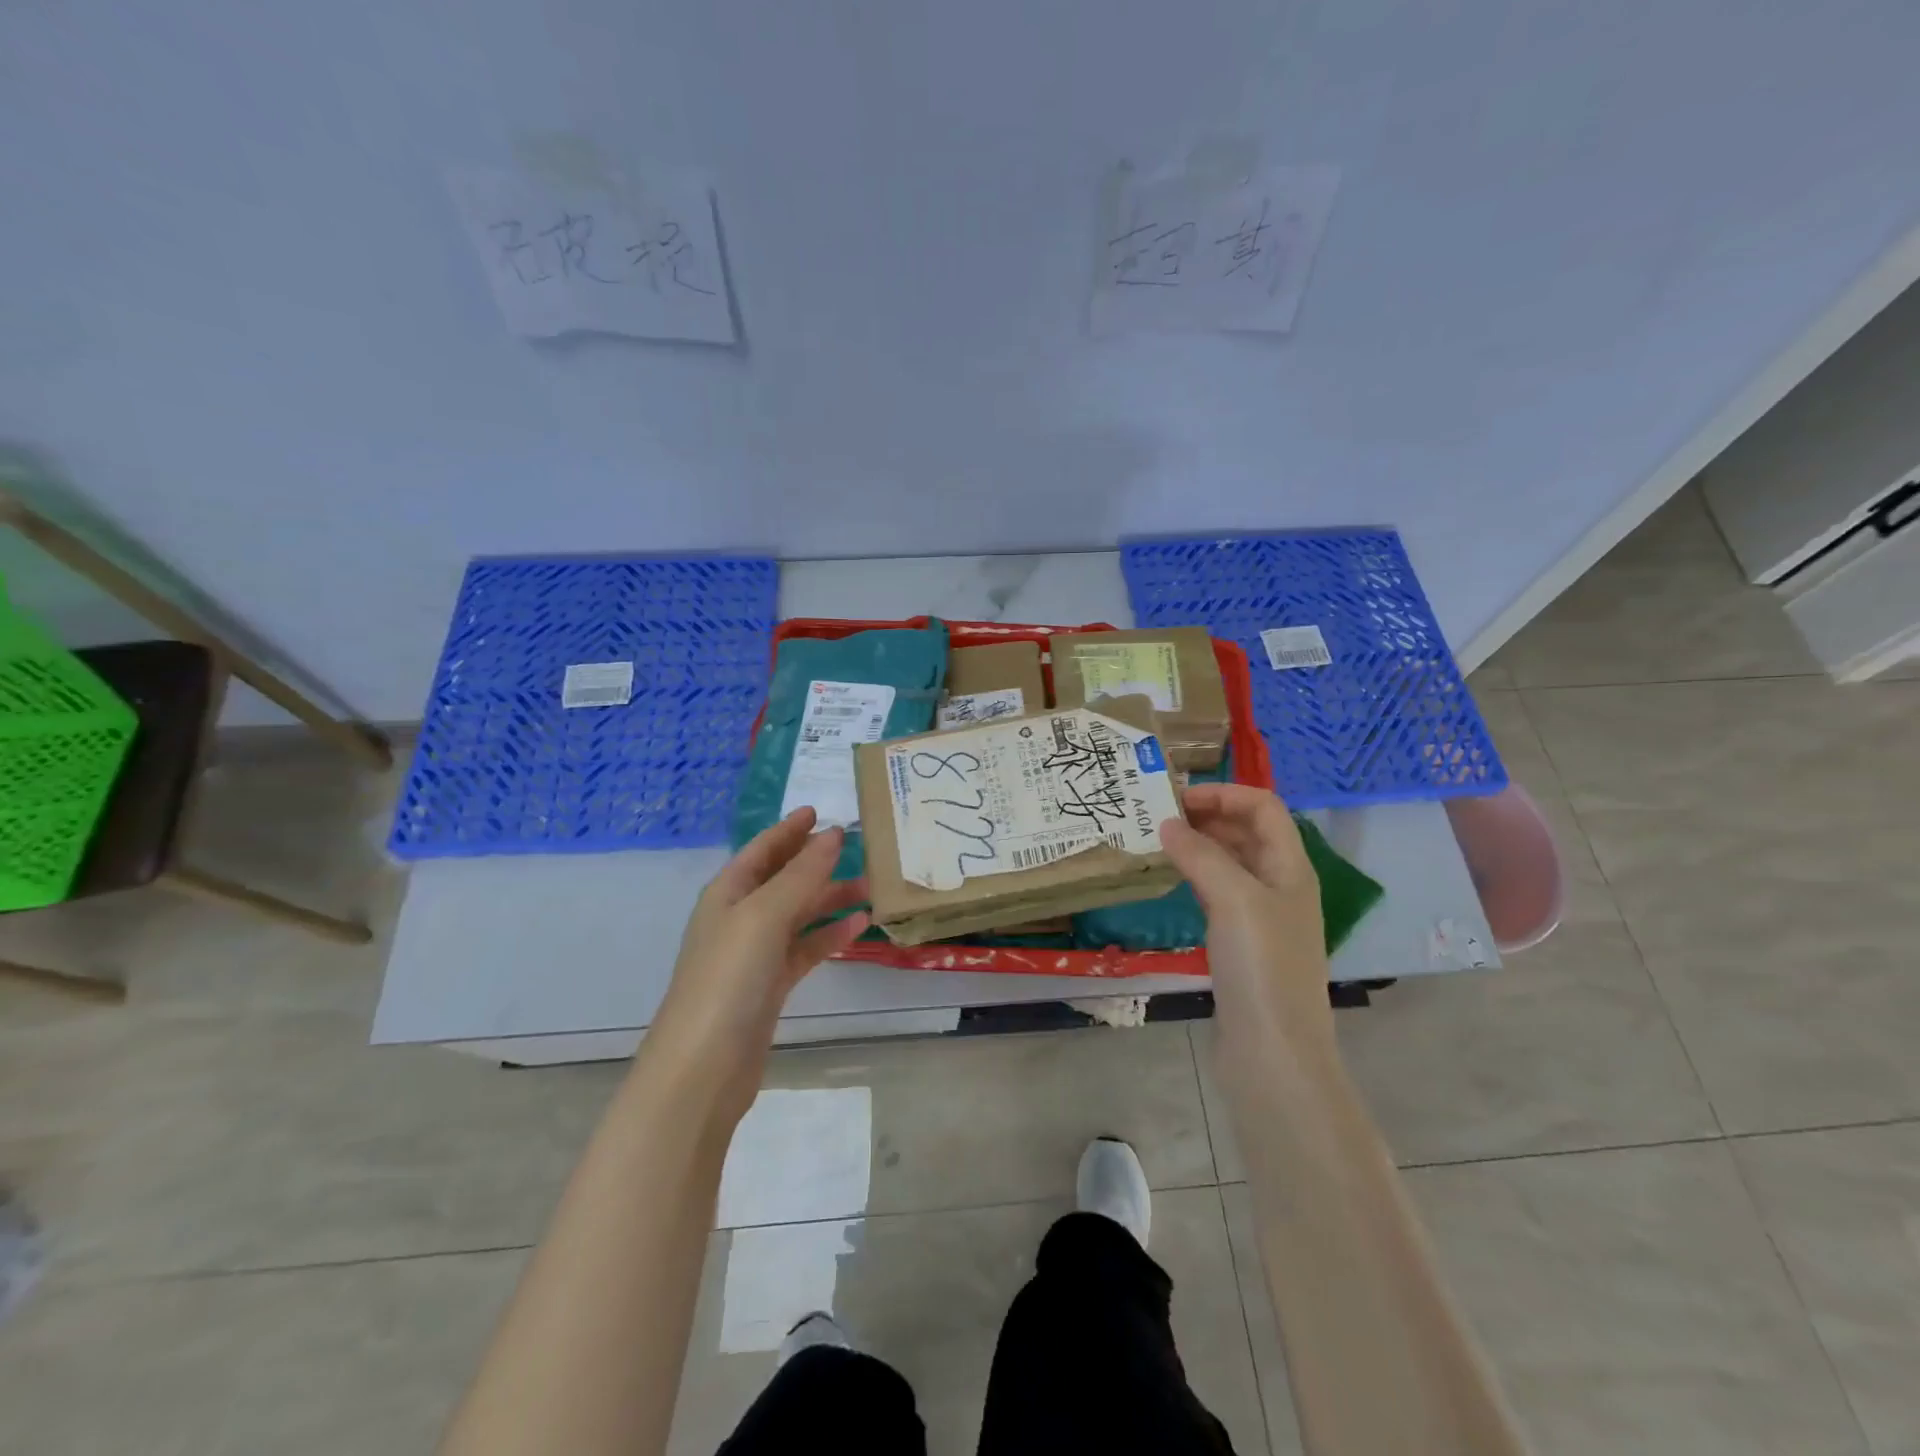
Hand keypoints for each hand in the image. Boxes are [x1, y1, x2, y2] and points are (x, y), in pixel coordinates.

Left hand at [650, 809, 868, 1111]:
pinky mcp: (772, 985)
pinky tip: (860, 925)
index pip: (762, 849)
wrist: (704, 1066)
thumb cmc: (728, 978)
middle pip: (784, 878)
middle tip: (861, 846)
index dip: (789, 829)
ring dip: (832, 897)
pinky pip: (806, 948)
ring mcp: (756, 953)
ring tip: (872, 885)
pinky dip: (831, 934)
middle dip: (818, 862)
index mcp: (728, 893)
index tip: (820, 811)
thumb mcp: (765, 915)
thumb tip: (834, 834)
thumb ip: (802, 874)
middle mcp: (740, 917)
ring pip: (800, 913)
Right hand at [1160, 783, 1332, 1052]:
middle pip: (1247, 831)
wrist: (1273, 1052)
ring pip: (1230, 862)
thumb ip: (1201, 855)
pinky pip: (1217, 893)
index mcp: (1291, 868)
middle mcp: (1280, 885)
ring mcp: (1261, 916)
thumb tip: (1166, 823)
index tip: (1177, 798)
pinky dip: (1194, 876)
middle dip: (1207, 815)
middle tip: (1157, 815)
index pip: (1263, 807)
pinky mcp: (1240, 943)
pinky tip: (1169, 879)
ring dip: (1198, 845)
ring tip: (1156, 841)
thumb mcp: (1234, 899)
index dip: (1224, 793)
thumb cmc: (1262, 967)